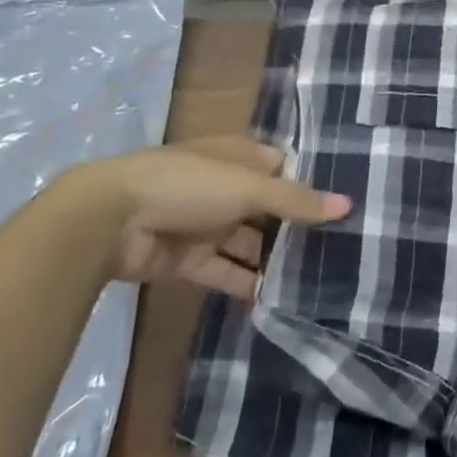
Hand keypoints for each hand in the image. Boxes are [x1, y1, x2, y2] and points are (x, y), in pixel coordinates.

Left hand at [103, 136, 349, 300]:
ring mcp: (205, 224)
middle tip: (341, 246)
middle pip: (268, 207)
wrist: (108, 221)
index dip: (309, 184)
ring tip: (317, 277)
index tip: (344, 204)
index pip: (282, 167)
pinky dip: (246, 283)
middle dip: (297, 226)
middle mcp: (224, 187)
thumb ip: (296, 200)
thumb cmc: (187, 185)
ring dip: (274, 258)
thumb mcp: (249, 187)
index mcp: (237, 157)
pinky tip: (277, 299)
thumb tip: (348, 205)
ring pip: (249, 241)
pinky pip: (225, 271)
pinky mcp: (188, 258)